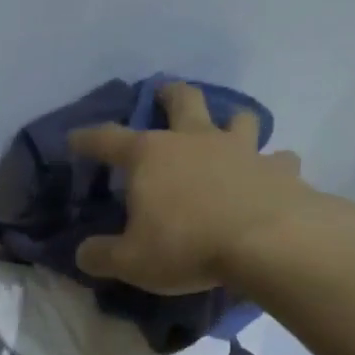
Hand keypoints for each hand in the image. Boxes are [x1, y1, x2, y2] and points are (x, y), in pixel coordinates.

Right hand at [69, 81, 354, 295]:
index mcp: (150, 156)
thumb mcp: (130, 261)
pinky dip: (272, 165)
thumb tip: (83, 253)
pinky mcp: (280, 170)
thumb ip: (100, 255)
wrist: (268, 244)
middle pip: (183, 101)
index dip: (88, 138)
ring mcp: (242, 150)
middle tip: (164, 93)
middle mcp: (195, 141)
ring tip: (227, 130)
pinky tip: (270, 176)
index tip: (75, 138)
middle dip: (170, 94)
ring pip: (239, 118)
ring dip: (230, 121)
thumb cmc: (187, 246)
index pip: (108, 139)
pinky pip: (278, 159)